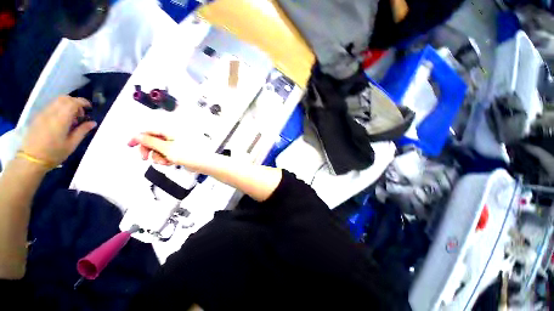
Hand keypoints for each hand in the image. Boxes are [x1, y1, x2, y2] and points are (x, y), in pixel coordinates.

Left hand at [21, 96, 96, 166]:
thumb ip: (82, 131)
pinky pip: (51, 107)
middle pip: (64, 99)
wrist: (31, 159)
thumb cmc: (54, 153)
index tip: (90, 107)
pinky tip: (62, 120)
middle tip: (81, 114)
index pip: (72, 103)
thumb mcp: (71, 144)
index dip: (83, 102)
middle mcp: (51, 113)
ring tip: (72, 118)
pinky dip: (60, 109)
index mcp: (60, 120)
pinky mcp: (38, 117)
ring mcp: (42, 114)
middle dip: (75, 102)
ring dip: (67, 105)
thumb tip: (93, 123)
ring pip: (57, 101)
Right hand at [128, 132, 208, 171]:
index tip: (130, 145)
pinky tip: (171, 162)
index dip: (138, 138)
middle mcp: (173, 136)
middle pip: (152, 140)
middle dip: (148, 150)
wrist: (204, 163)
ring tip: (166, 161)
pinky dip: (165, 159)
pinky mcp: (179, 151)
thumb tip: (137, 136)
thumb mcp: (167, 149)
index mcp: (170, 131)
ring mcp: (176, 144)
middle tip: (145, 158)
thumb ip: (151, 142)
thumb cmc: (189, 155)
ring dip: (158, 156)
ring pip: (158, 149)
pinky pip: (166, 154)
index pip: (149, 131)